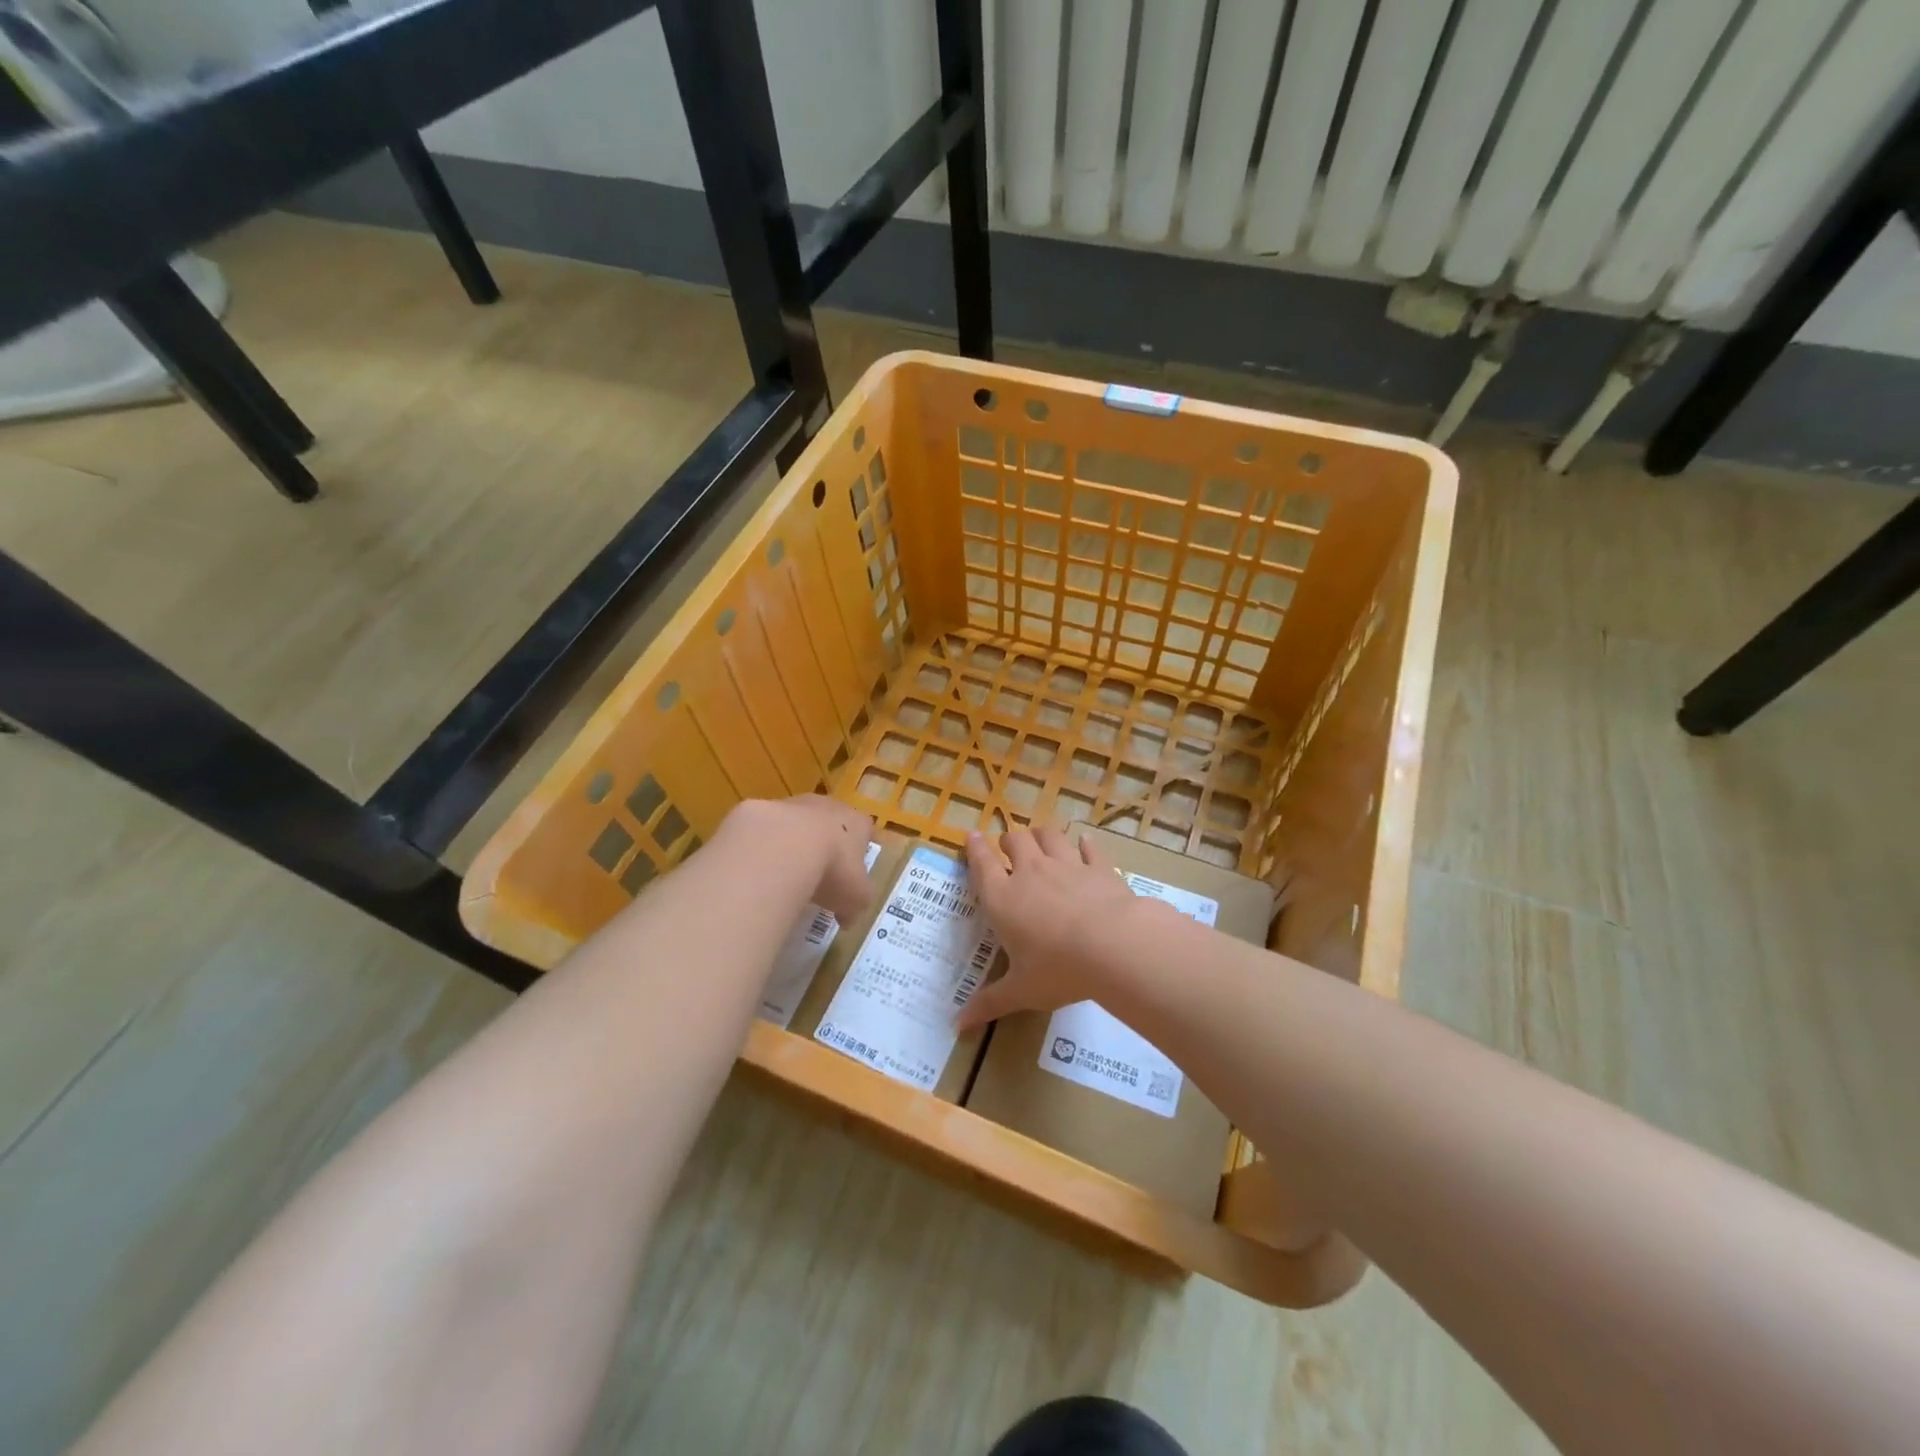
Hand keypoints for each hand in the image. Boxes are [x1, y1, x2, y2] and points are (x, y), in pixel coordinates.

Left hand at [723, 795, 874, 922]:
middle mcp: (828, 807)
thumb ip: (854, 907)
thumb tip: (846, 918)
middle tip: (817, 872)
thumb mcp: (855, 898)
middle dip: (825, 843)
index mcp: (856, 823)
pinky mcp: (760, 809)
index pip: (864, 830)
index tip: (851, 870)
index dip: (859, 849)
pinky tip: (758, 868)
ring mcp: (793, 804)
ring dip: (791, 842)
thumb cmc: (833, 869)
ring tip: (784, 873)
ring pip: (795, 822)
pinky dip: (762, 846)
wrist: (783, 847)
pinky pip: (765, 830)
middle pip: (829, 822)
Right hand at [956, 827, 1141, 1030]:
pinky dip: (1084, 844)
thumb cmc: (1058, 969)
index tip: (972, 836)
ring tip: (1039, 838)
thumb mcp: (1020, 991)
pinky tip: (1084, 842)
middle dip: (1008, 841)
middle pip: (1015, 841)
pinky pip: (1089, 848)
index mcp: (1003, 898)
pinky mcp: (1099, 867)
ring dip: (1041, 835)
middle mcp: (1031, 873)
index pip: (982, 865)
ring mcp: (1067, 865)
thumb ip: (989, 1003)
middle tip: (1008, 847)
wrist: (1113, 946)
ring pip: (1049, 836)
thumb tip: (957, 1026)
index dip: (975, 849)